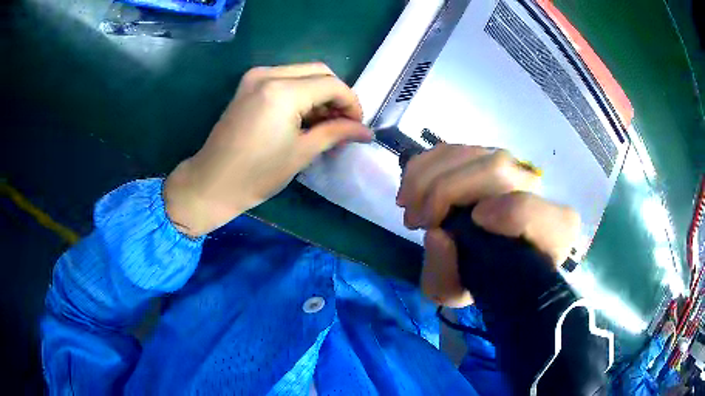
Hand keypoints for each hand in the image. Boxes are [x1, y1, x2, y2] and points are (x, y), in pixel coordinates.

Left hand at [164, 63, 371, 236]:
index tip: (358, 126)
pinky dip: (301, 93)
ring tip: (326, 123)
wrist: (211, 183)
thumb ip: (336, 133)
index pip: (331, 85)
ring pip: (303, 73)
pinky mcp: (248, 85)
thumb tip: (366, 131)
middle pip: (319, 72)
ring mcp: (255, 77)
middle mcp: (269, 74)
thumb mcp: (301, 153)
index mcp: (282, 91)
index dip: (351, 103)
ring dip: (319, 94)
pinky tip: (305, 116)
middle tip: (343, 123)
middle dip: (337, 95)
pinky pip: (285, 79)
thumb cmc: (256, 175)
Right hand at [396, 144, 579, 306]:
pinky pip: (456, 147)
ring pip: (474, 153)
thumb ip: (446, 276)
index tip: (474, 222)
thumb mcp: (457, 292)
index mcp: (550, 235)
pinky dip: (426, 164)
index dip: (510, 212)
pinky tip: (412, 187)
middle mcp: (539, 194)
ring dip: (428, 177)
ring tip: (410, 207)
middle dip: (446, 191)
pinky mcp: (487, 156)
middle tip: (416, 220)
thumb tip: (437, 235)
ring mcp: (513, 169)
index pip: (541, 212)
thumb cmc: (479, 278)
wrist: (489, 258)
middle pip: (499, 170)